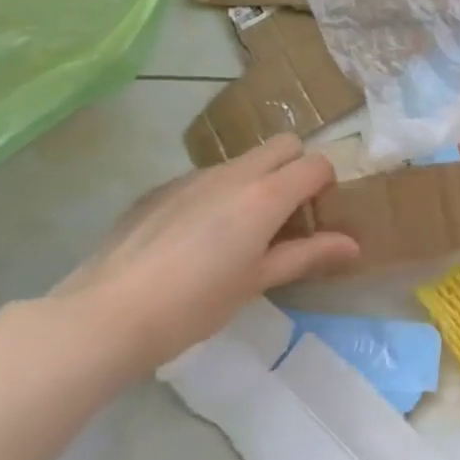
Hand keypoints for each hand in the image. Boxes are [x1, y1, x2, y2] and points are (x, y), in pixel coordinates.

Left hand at [51, 135, 357, 371]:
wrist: (106, 314)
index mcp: (265, 195)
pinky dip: (216, 195)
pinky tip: (194, 240)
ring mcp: (191, 177)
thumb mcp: (258, 281)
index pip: (315, 164)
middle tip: (286, 215)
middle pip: (283, 145)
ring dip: (255, 181)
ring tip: (238, 232)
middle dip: (295, 167)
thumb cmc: (196, 303)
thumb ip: (307, 255)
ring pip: (241, 161)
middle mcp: (232, 174)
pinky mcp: (159, 189)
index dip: (325, 184)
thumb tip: (353, 245)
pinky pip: (204, 179)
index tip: (317, 216)